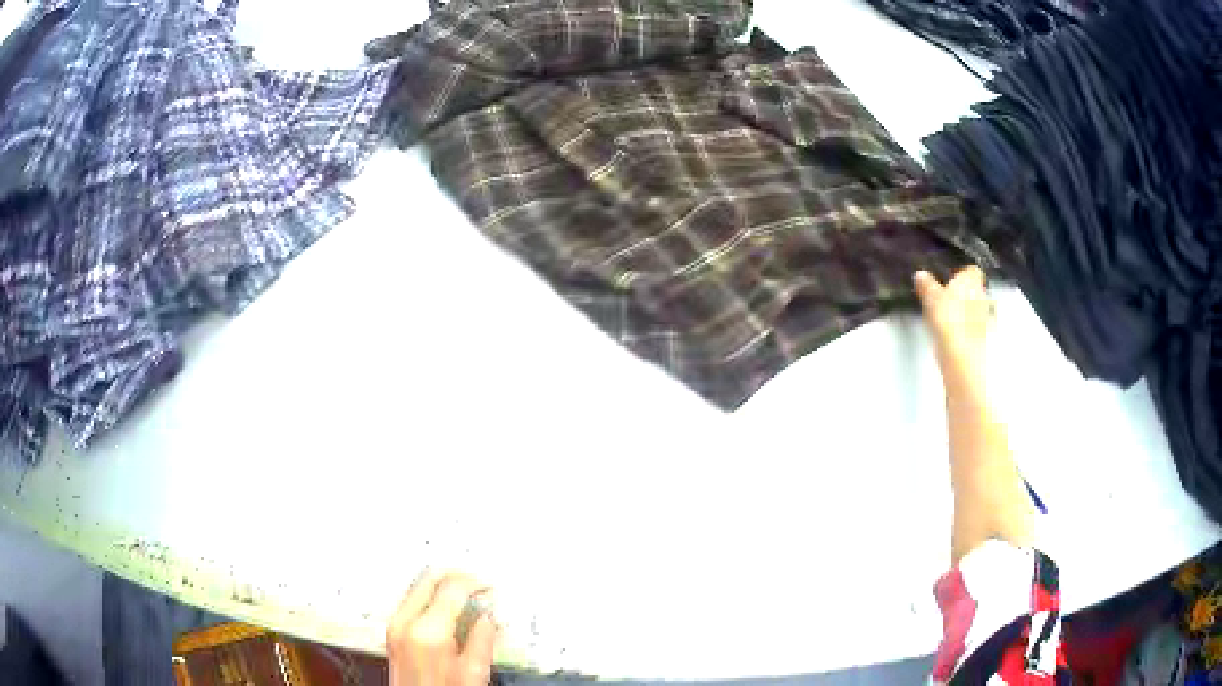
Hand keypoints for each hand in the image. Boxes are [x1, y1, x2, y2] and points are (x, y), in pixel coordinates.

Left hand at [387, 572, 497, 685]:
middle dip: (457, 577)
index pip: (452, 587)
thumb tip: (488, 616)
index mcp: (428, 632)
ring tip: (467, 599)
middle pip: (430, 578)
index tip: (490, 587)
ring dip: (443, 587)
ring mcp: (395, 625)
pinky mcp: (392, 631)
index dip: (475, 582)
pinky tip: (448, 610)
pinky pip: (412, 600)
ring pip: (419, 586)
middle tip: (479, 585)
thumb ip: (483, 639)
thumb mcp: (474, 674)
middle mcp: (405, 622)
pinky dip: (431, 597)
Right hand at [914, 267, 992, 386]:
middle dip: (964, 294)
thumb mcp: (931, 298)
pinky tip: (954, 336)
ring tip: (949, 320)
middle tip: (947, 300)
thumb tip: (921, 274)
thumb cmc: (948, 319)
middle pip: (975, 290)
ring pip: (976, 309)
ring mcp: (986, 317)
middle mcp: (983, 295)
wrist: (962, 356)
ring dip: (966, 312)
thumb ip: (927, 285)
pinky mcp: (984, 338)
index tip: (949, 281)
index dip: (960, 274)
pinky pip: (975, 327)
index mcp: (972, 279)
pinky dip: (967, 329)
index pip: (971, 270)